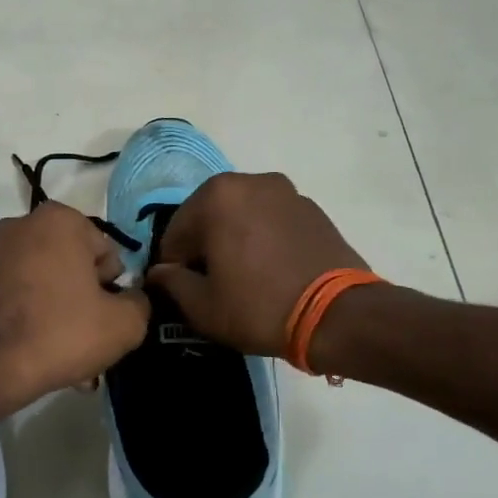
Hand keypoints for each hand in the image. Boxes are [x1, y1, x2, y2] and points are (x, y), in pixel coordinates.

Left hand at [0, 202, 150, 407]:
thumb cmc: (62, 332)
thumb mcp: (125, 324)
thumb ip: (140, 303)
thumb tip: (132, 300)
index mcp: (60, 220)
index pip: (107, 254)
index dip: (113, 289)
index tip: (105, 318)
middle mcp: (23, 225)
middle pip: (75, 268)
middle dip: (86, 303)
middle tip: (90, 342)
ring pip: (48, 286)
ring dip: (63, 316)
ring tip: (69, 358)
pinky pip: (21, 298)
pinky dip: (34, 319)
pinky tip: (41, 354)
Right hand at [146, 173, 368, 356]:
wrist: (337, 315)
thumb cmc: (258, 307)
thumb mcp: (203, 306)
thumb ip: (172, 283)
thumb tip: (159, 273)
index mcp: (216, 196)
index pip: (175, 233)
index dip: (173, 266)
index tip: (182, 291)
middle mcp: (250, 181)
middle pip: (209, 217)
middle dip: (204, 247)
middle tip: (212, 285)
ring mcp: (286, 192)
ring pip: (242, 216)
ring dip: (233, 240)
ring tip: (243, 278)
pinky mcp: (313, 209)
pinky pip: (271, 221)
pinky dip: (262, 239)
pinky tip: (270, 271)